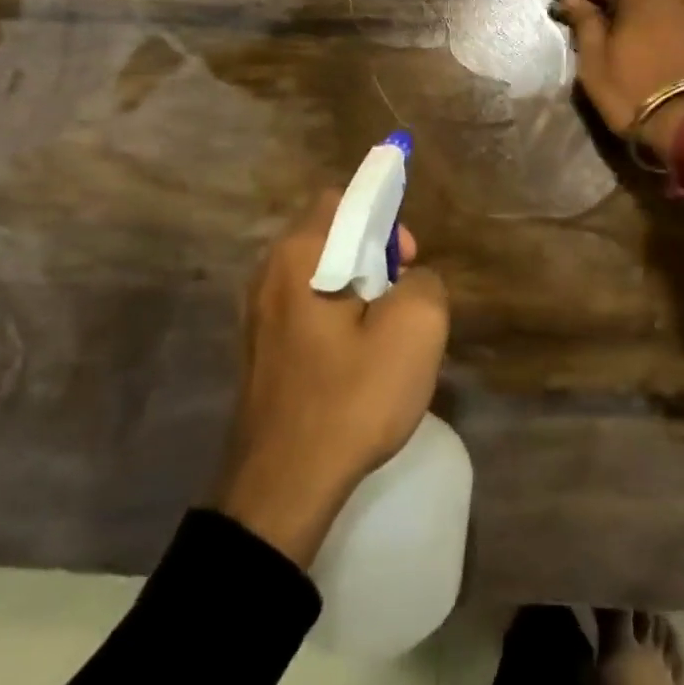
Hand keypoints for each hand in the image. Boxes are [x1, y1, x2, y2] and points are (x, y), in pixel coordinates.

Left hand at [216, 192, 449, 567]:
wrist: (283, 485)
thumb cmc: (350, 398)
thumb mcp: (415, 330)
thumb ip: (425, 283)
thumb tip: (412, 281)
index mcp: (299, 256)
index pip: (343, 199)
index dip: (385, 215)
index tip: (407, 257)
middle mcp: (268, 273)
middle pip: (331, 235)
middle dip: (376, 255)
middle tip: (405, 298)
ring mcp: (258, 313)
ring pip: (322, 275)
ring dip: (360, 290)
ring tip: (386, 334)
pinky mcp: (262, 348)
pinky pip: (308, 308)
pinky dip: (339, 316)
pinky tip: (357, 360)